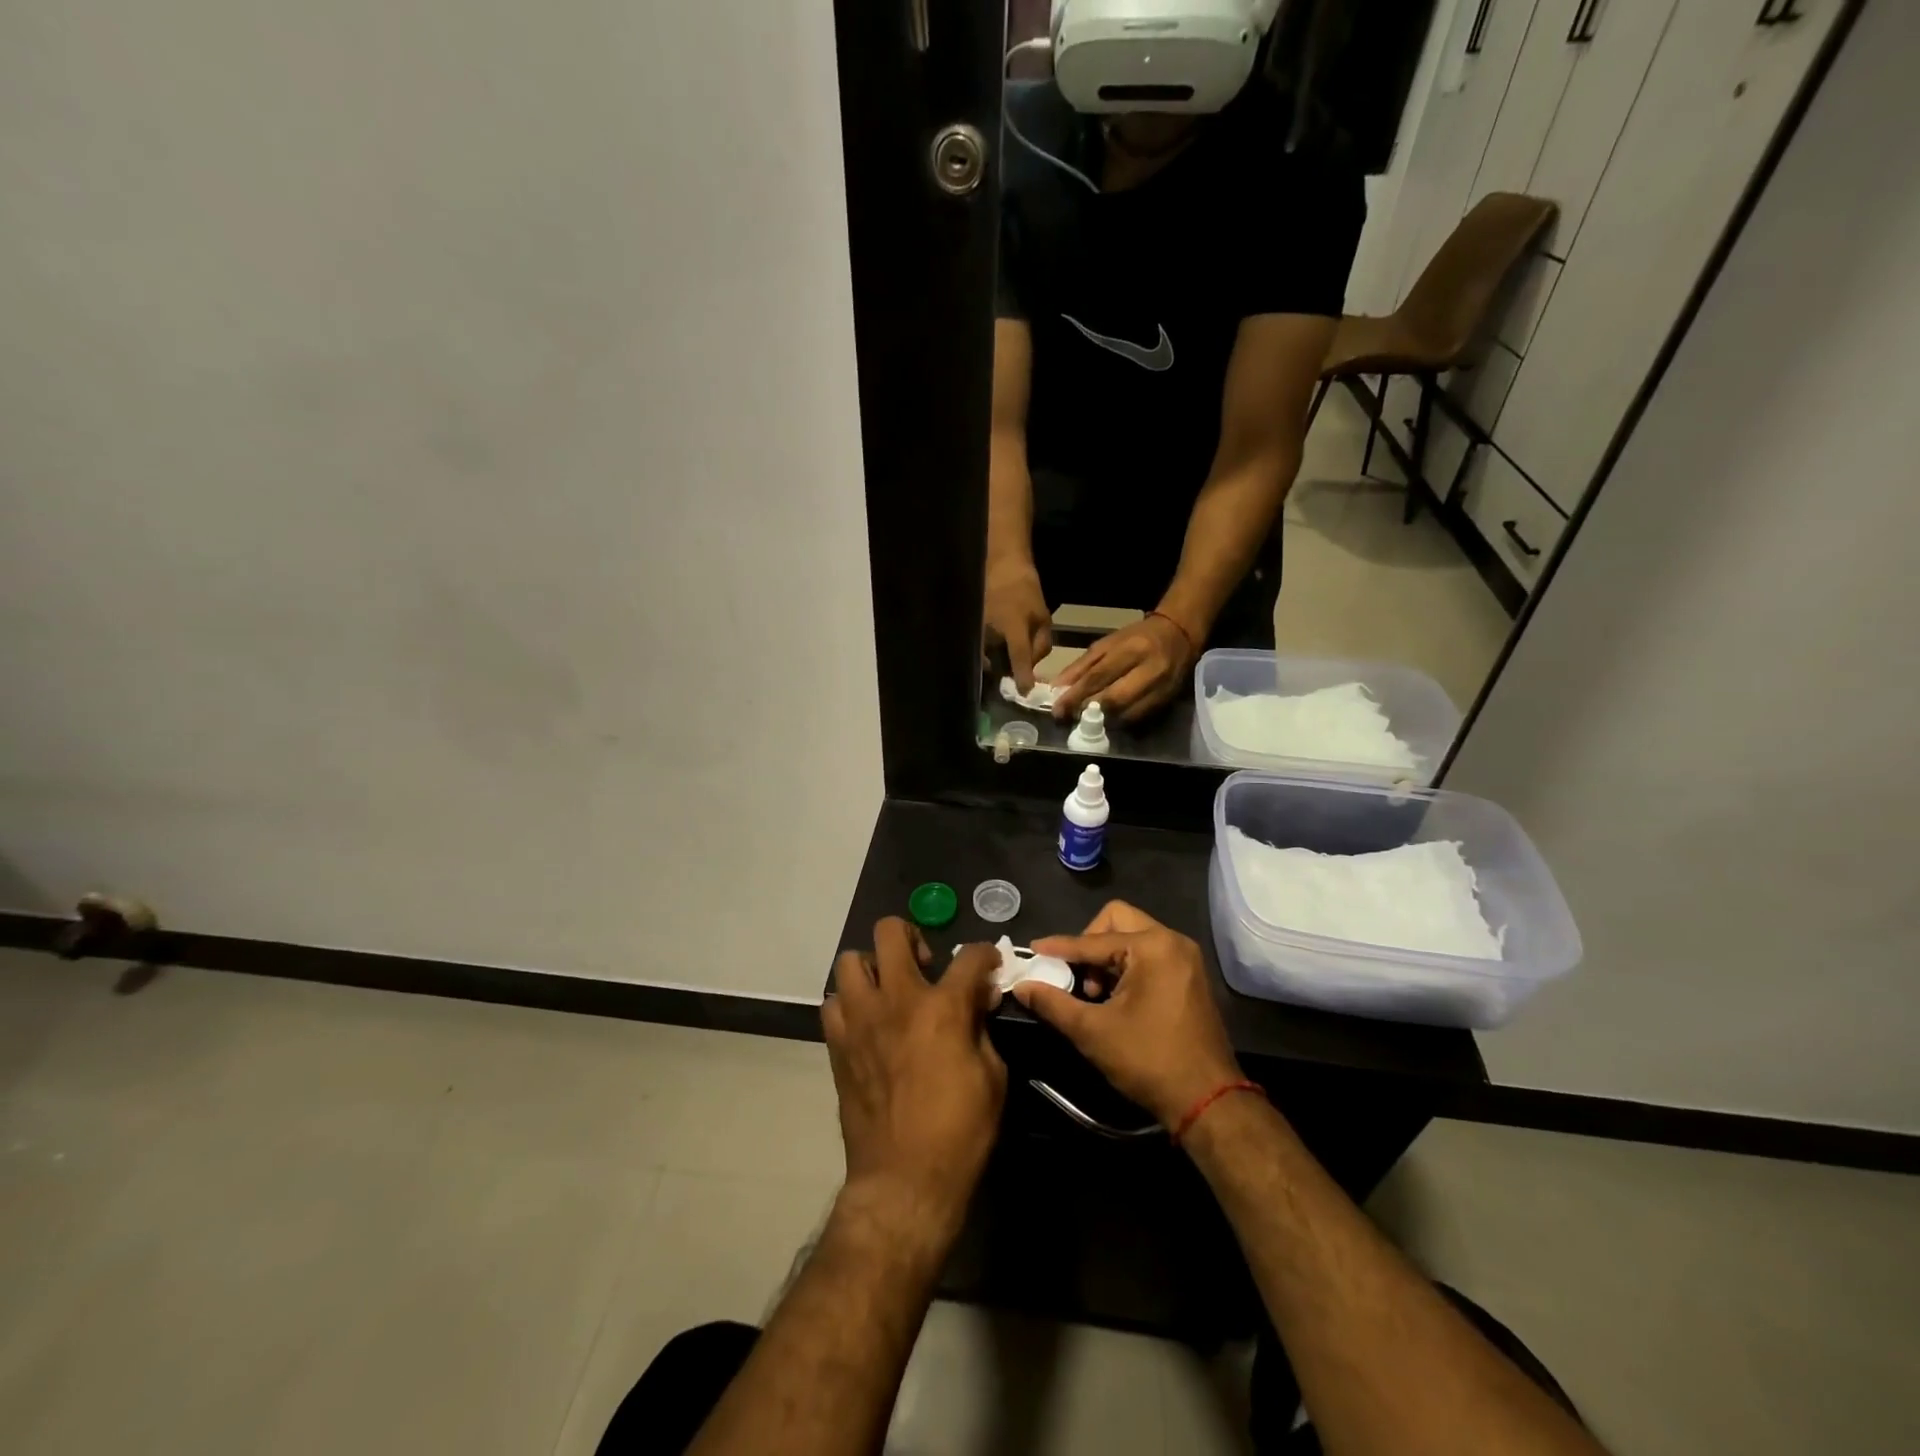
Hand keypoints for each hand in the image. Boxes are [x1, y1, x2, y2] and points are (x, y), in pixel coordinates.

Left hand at [823, 921, 1006, 1234]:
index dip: (985, 954)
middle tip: (925, 966)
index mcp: (941, 1006)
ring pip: (851, 960)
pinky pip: (834, 1002)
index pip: (970, 956)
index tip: (989, 963)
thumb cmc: (959, 1131)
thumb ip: (982, 1026)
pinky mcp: (837, 1044)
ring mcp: (860, 1019)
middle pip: (891, 932)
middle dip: (913, 937)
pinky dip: (851, 1002)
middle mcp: (896, 999)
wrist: (904, 1180)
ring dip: (874, 967)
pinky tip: (868, 1022)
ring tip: (890, 990)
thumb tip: (979, 997)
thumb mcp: (992, 1076)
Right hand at [983, 556, 1051, 692]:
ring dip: (996, 663)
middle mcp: (991, 633)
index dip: (1022, 677)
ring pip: (986, 659)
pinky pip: (979, 650)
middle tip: (1016, 674)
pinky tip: (993, 650)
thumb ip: (1041, 645)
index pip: (1019, 658)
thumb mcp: (1043, 617)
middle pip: (998, 665)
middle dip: (1007, 672)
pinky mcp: (970, 630)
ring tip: (1004, 660)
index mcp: (1013, 628)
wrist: (1000, 568)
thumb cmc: (1025, 591)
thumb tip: (1033, 666)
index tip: (1025, 693)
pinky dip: (987, 654)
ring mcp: (977, 631)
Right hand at [1013, 901, 1241, 1127]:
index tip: (1033, 950)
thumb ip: (1054, 1003)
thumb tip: (1022, 986)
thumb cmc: (1149, 1060)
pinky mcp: (1190, 976)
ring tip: (1094, 993)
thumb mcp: (1093, 1032)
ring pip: (1133, 937)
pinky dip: (1127, 966)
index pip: (1093, 940)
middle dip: (1089, 943)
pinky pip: (1149, 954)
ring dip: (1107, 957)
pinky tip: (1114, 998)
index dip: (1059, 947)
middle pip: (1117, 921)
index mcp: (1152, 946)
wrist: (1208, 1101)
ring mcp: (1185, 958)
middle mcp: (1173, 941)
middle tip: (1075, 974)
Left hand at [1050, 614, 1196, 722]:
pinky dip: (1117, 722)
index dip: (1076, 695)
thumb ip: (1082, 666)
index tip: (1058, 709)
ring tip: (1083, 720)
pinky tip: (1105, 720)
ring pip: (1126, 714)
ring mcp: (1160, 689)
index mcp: (1131, 650)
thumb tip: (1058, 688)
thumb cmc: (1137, 638)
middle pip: (1113, 699)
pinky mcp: (1165, 702)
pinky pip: (1137, 719)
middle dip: (1087, 710)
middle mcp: (1149, 670)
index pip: (1099, 677)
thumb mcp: (1107, 644)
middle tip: (1068, 717)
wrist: (1179, 636)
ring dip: (1101, 721)